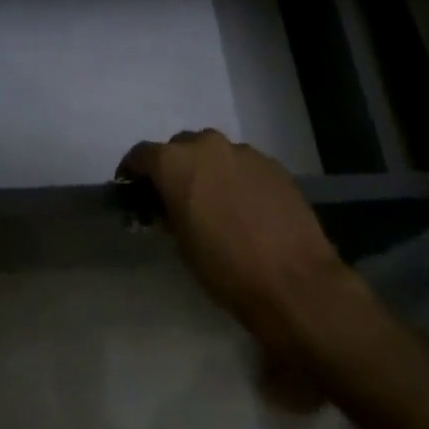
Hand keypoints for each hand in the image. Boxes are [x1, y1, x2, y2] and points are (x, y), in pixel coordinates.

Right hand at [118, 130, 365, 358]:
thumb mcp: (183, 246)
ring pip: (214, 154)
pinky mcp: (271, 163)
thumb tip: (167, 205)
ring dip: (208, 171)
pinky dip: (236, 178)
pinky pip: (243, 165)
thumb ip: (170, 213)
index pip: (142, 154)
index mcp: (176, 162)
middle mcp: (206, 145)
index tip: (132, 187)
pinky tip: (246, 208)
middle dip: (175, 168)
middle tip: (176, 198)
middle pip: (180, 148)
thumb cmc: (227, 270)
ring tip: (215, 203)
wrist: (296, 283)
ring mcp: (242, 151)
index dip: (134, 170)